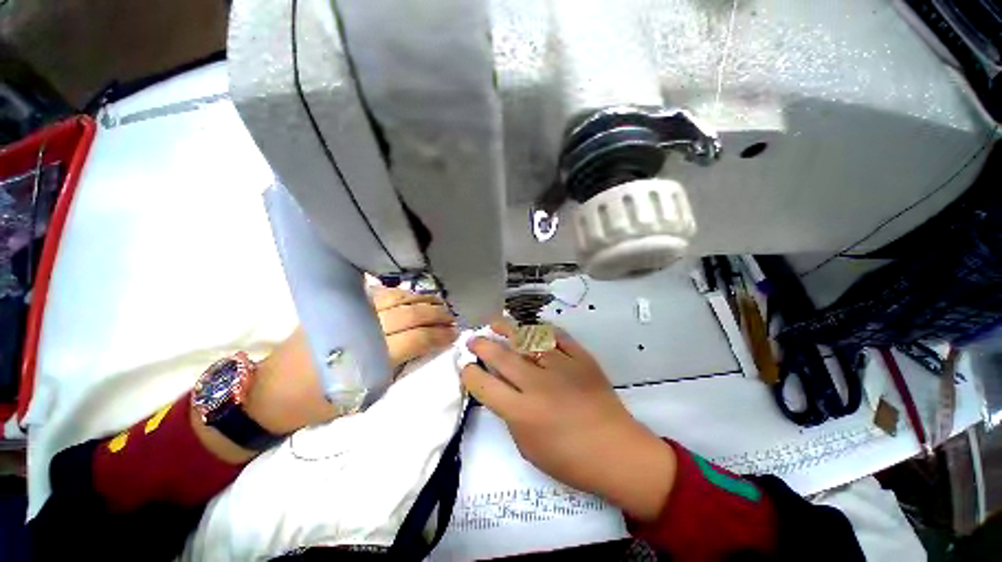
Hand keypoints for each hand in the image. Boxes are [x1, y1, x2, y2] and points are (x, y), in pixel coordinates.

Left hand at [199, 290, 456, 462]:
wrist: (270, 391)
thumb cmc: (319, 402)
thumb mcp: (362, 397)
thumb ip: (394, 370)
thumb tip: (421, 350)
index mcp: (369, 357)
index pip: (416, 339)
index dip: (438, 335)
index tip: (454, 333)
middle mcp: (363, 328)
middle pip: (410, 315)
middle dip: (436, 315)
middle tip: (453, 315)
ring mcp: (350, 313)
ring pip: (397, 299)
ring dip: (422, 300)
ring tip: (440, 302)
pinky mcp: (339, 307)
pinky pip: (378, 294)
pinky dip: (400, 293)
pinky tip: (412, 295)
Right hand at [461, 320, 676, 520]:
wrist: (617, 452)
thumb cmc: (570, 460)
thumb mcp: (528, 447)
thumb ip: (510, 415)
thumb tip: (501, 389)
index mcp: (523, 413)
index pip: (484, 386)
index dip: (469, 374)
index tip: (466, 368)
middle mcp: (538, 385)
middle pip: (501, 356)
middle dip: (482, 345)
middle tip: (473, 339)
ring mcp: (562, 367)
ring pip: (527, 339)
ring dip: (507, 329)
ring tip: (495, 323)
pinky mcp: (581, 358)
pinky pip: (557, 336)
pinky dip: (542, 330)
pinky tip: (532, 328)